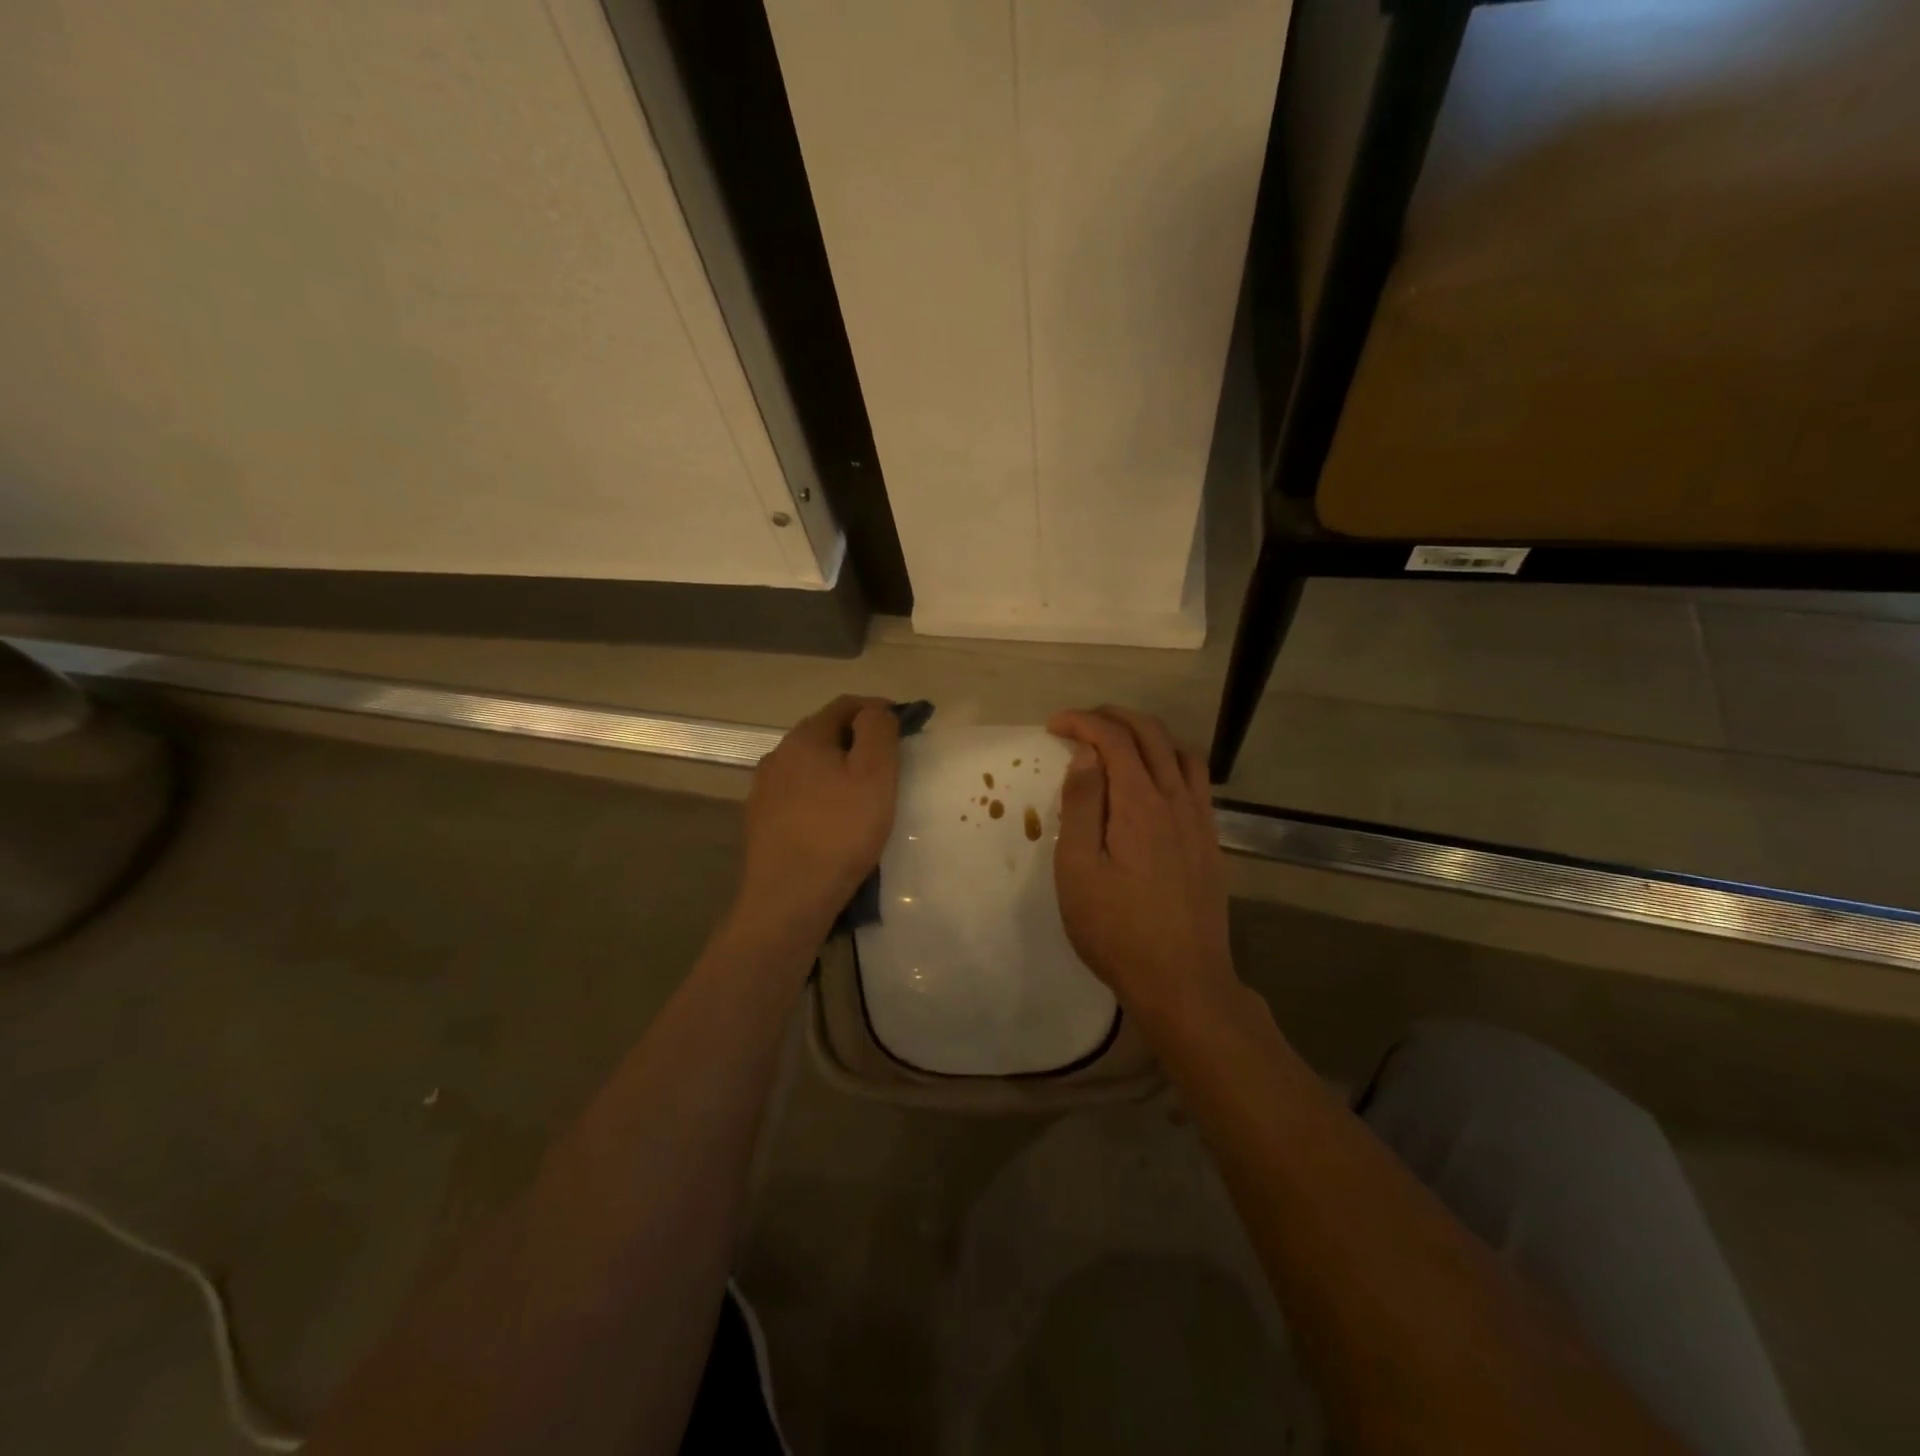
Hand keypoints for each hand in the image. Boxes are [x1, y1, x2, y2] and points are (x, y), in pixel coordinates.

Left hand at [737, 695, 900, 931]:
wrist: (788, 898)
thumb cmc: (840, 832)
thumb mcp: (874, 775)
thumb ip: (878, 731)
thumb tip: (876, 710)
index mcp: (805, 737)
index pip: (846, 704)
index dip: (878, 709)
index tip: (905, 727)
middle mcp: (778, 755)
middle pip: (825, 733)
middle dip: (858, 739)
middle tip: (889, 762)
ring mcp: (764, 789)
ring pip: (809, 765)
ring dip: (837, 769)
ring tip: (863, 794)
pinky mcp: (761, 821)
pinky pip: (798, 794)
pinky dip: (821, 795)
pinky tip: (833, 820)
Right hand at [1048, 706, 1239, 1026]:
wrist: (1183, 981)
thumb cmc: (1116, 929)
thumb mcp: (1079, 869)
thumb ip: (1083, 805)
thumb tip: (1087, 754)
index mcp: (1139, 803)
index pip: (1113, 739)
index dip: (1082, 722)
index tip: (1053, 726)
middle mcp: (1176, 799)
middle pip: (1151, 734)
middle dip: (1113, 717)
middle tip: (1080, 723)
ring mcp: (1200, 820)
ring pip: (1180, 752)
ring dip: (1147, 734)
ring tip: (1117, 743)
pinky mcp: (1211, 841)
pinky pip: (1196, 781)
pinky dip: (1171, 761)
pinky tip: (1155, 782)